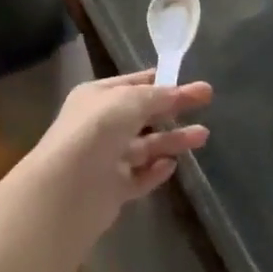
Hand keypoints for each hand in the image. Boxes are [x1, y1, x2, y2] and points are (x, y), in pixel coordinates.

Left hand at [33, 70, 212, 232]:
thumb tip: (182, 92)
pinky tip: (173, 165)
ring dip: (173, 140)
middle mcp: (99, 126)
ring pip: (145, 146)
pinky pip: (140, 177)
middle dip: (174, 108)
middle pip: (143, 115)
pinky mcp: (112, 190)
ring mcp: (105, 159)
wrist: (66, 190)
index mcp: (97, 97)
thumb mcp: (131, 100)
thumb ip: (159, 96)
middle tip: (206, 102)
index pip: (135, 84)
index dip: (163, 81)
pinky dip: (156, 171)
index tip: (191, 82)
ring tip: (203, 135)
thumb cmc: (97, 131)